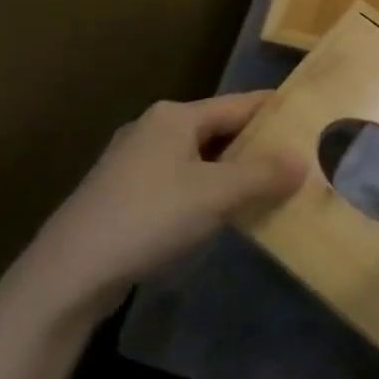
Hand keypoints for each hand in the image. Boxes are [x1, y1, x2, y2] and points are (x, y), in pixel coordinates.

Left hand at [20, 93, 304, 321]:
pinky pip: (179, 181)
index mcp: (174, 117)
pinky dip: (206, 191)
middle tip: (298, 161)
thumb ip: (262, 175)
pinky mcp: (123, 195)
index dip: (276, 112)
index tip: (311, 121)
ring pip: (199, 158)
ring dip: (232, 172)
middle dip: (256, 146)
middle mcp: (153, 129)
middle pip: (219, 130)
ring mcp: (133, 163)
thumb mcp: (215, 195)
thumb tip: (302, 160)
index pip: (239, 104)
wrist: (68, 274)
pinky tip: (221, 213)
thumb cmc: (148, 219)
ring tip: (269, 188)